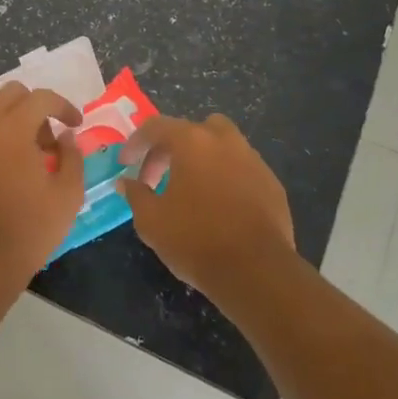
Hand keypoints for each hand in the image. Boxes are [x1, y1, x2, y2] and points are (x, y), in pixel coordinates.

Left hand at [0, 84, 84, 300]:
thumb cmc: (29, 228)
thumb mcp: (68, 194)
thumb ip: (72, 156)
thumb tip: (66, 137)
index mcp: (11, 129)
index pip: (40, 98)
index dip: (63, 106)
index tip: (75, 125)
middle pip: (9, 95)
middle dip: (34, 108)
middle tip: (48, 140)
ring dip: (11, 126)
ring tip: (26, 161)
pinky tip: (1, 177)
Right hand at [119, 114, 295, 298]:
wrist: (257, 271)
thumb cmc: (196, 240)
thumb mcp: (152, 221)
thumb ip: (136, 195)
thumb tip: (126, 182)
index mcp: (192, 142)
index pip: (156, 127)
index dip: (136, 143)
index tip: (125, 163)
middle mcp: (225, 141)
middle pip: (194, 129)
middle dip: (172, 148)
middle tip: (158, 178)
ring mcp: (253, 160)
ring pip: (223, 146)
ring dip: (202, 160)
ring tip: (190, 190)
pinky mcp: (272, 183)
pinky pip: (242, 169)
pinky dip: (226, 178)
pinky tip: (219, 207)